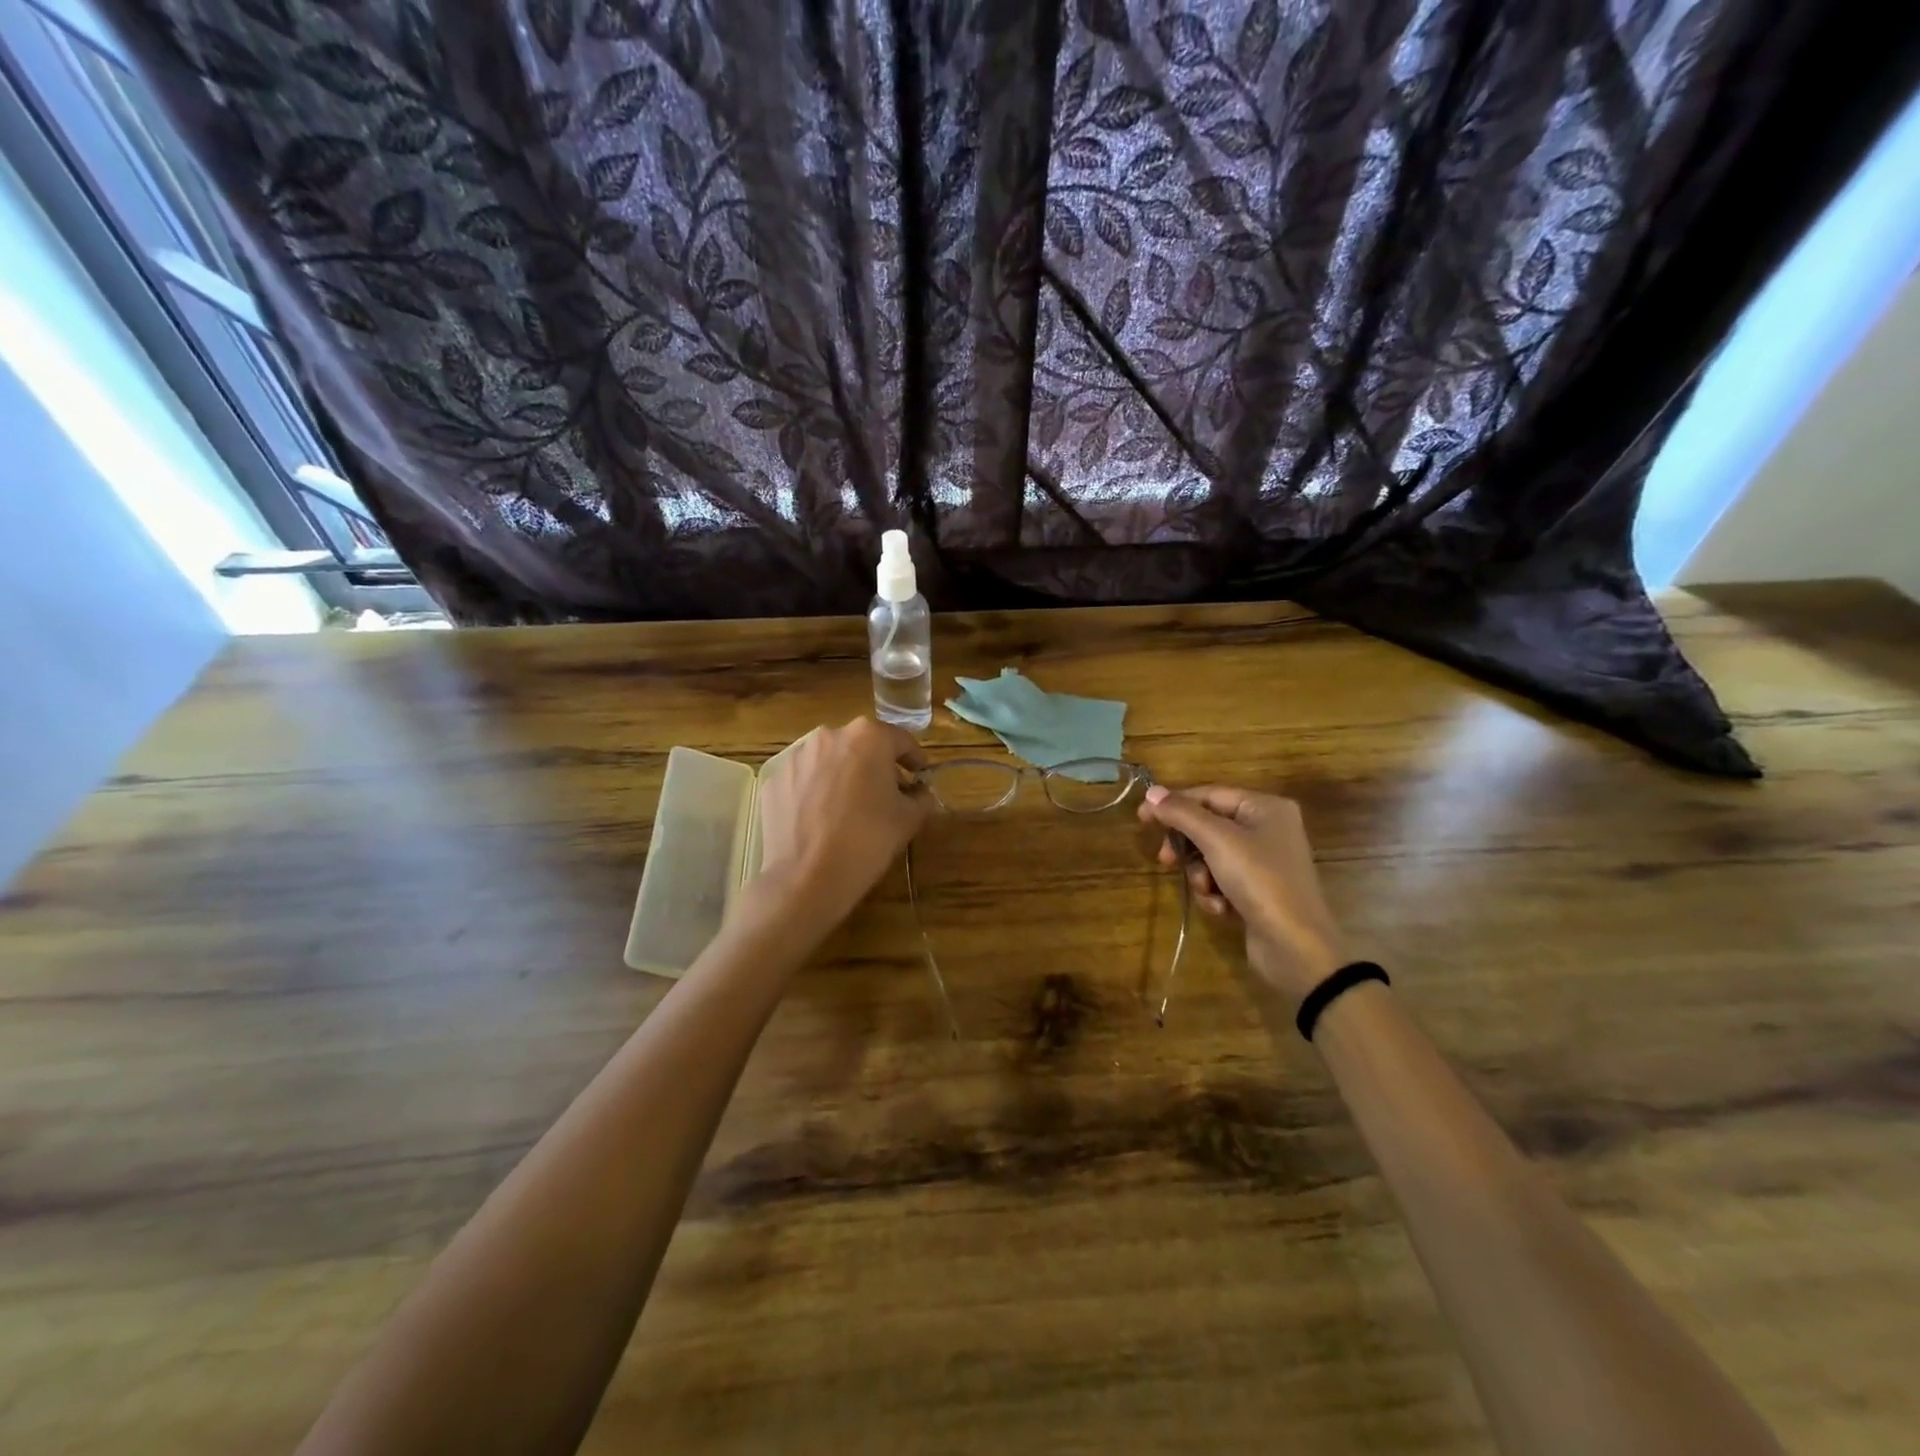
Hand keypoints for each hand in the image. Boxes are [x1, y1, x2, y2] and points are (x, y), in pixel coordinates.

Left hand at [752, 718, 933, 932]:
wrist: (807, 878)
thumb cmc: (868, 840)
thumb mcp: (909, 819)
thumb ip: (921, 797)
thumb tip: (919, 792)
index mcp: (868, 737)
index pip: (901, 741)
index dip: (915, 761)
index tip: (920, 779)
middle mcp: (829, 736)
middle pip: (862, 747)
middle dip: (876, 767)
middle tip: (886, 796)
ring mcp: (796, 758)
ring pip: (830, 761)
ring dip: (843, 777)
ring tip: (849, 809)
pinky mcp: (774, 781)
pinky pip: (804, 781)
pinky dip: (815, 792)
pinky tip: (821, 820)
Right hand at [1139, 784, 1349, 1011]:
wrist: (1296, 946)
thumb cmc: (1260, 881)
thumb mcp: (1217, 841)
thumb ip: (1182, 814)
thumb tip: (1151, 792)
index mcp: (1265, 807)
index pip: (1209, 795)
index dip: (1174, 805)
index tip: (1142, 819)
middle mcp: (1268, 829)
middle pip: (1208, 826)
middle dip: (1188, 847)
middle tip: (1165, 860)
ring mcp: (1264, 862)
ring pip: (1211, 856)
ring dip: (1200, 875)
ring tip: (1207, 891)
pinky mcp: (1258, 891)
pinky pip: (1223, 880)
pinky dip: (1215, 893)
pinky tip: (1222, 908)